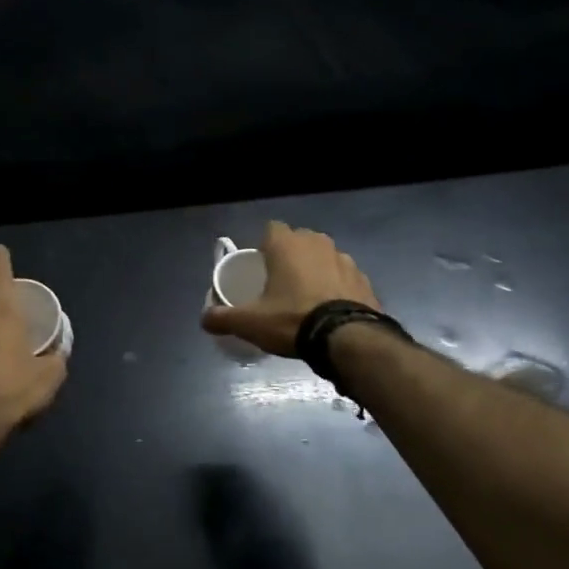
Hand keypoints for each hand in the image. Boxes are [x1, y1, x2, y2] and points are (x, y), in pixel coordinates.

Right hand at [200, 221, 378, 356]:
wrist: (349, 338)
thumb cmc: (293, 320)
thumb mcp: (250, 322)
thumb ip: (223, 318)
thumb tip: (203, 319)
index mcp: (287, 245)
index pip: (271, 229)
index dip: (264, 246)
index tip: (260, 266)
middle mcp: (317, 243)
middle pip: (299, 241)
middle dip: (290, 257)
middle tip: (280, 283)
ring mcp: (345, 260)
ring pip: (324, 258)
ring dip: (315, 271)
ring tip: (307, 298)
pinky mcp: (365, 280)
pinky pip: (344, 278)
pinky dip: (337, 288)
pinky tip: (330, 309)